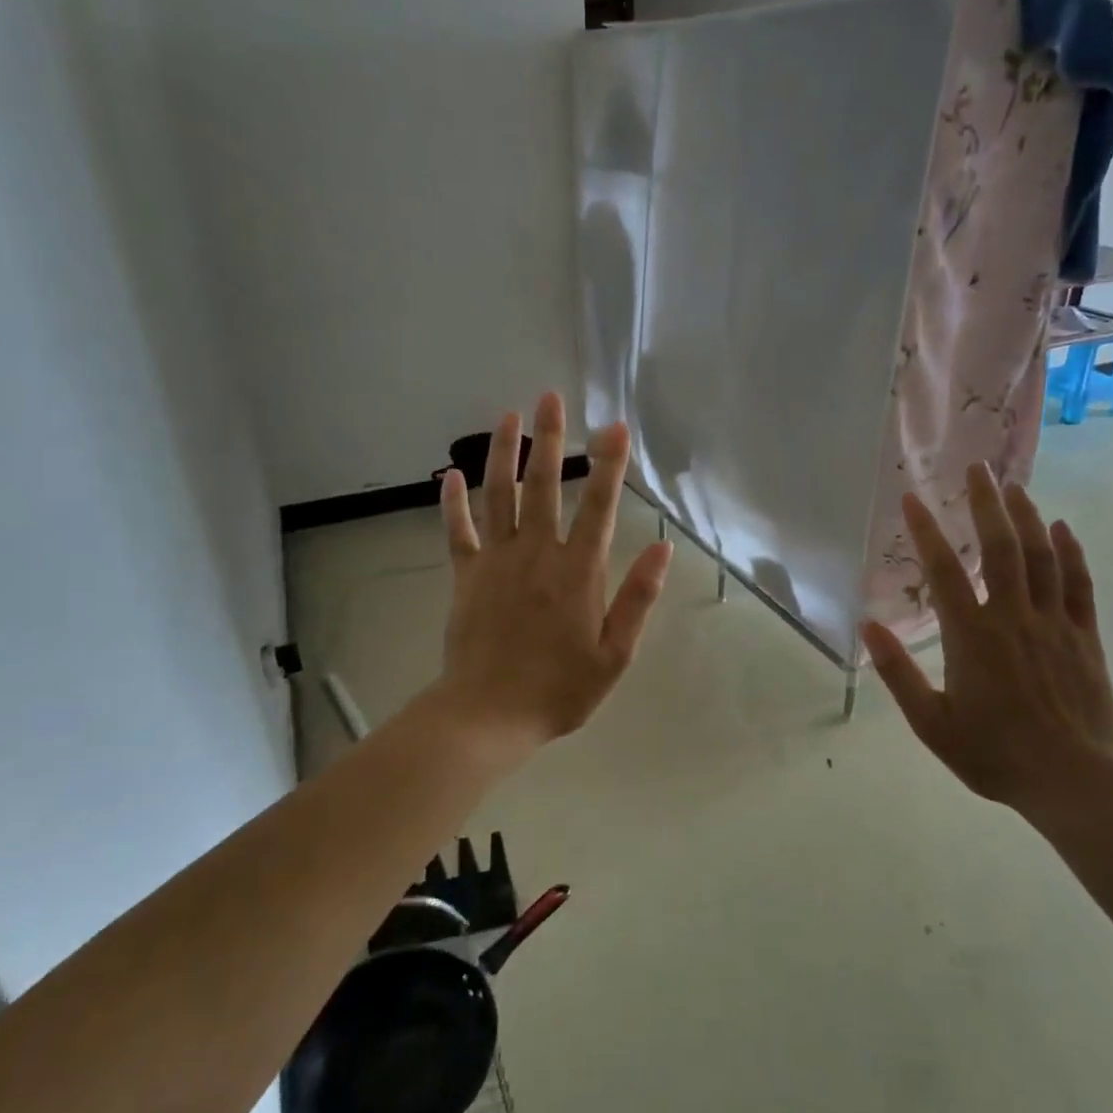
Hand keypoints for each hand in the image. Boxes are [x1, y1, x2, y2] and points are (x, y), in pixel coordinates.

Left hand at [433, 391, 672, 753]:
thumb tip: (662, 549)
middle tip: (551, 397)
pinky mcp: (465, 575)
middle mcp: (536, 553)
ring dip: (503, 453)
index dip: (609, 463)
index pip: (599, 506)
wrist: (488, 715)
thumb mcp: (616, 654)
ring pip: (499, 495)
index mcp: (577, 571)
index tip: (614, 425)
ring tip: (508, 416)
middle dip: (550, 438)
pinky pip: (457, 530)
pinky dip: (452, 501)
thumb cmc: (559, 689)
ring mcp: (496, 561)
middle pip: (543, 485)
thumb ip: (638, 598)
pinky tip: (450, 473)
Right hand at [860, 465, 1112, 821]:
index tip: (912, 498)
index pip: (944, 572)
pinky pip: (1079, 583)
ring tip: (1013, 485)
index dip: (926, 532)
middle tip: (977, 468)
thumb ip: (899, 673)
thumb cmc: (996, 755)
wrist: (1076, 783)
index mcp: (972, 637)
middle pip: (1000, 547)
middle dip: (986, 503)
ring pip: (1041, 556)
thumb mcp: (932, 724)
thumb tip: (867, 625)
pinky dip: (1071, 552)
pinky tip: (1063, 528)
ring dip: (1026, 516)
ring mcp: (1054, 623)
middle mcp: (1013, 617)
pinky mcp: (1085, 636)